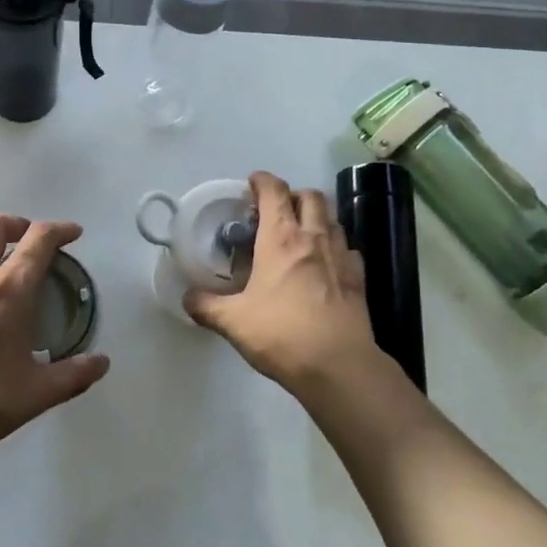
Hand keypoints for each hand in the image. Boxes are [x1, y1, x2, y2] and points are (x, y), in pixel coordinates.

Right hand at [184, 171, 389, 393]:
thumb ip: (206, 306)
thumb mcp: (233, 322)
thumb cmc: (281, 334)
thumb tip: (187, 297)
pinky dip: (335, 246)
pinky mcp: (359, 277)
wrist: (337, 365)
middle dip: (292, 195)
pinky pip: (348, 248)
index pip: (274, 191)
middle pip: (310, 196)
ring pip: (332, 218)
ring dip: (316, 217)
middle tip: (276, 212)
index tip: (252, 184)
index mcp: (281, 238)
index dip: (262, 181)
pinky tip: (326, 265)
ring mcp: (341, 255)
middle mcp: (314, 237)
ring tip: (300, 235)